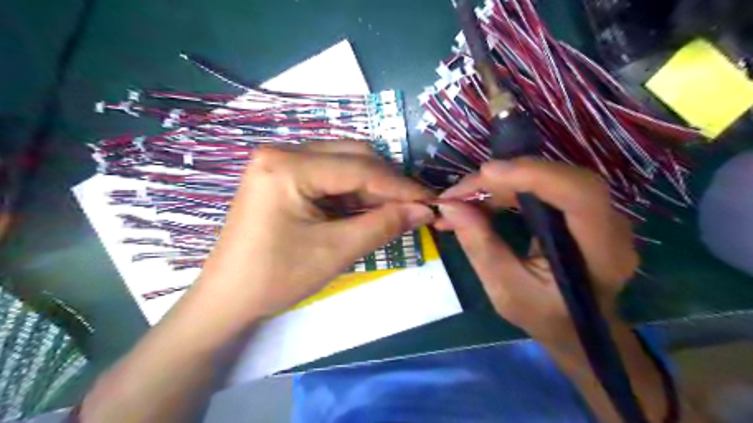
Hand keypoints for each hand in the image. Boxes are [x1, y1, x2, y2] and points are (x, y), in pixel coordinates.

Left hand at [192, 143, 435, 323]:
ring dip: (372, 188)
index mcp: (287, 165)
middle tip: (415, 206)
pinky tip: (368, 210)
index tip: (431, 200)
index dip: (400, 186)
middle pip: (352, 157)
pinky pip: (329, 177)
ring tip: (397, 210)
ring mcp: (281, 163)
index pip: (359, 168)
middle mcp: (283, 152)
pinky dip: (353, 193)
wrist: (228, 299)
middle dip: (387, 183)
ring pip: (343, 165)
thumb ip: (383, 226)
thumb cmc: (276, 277)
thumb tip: (425, 210)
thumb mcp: (335, 251)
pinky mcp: (283, 178)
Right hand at [436, 159, 634, 339]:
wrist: (575, 326)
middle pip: (559, 178)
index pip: (580, 195)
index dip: (535, 176)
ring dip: (500, 183)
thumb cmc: (545, 316)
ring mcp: (596, 212)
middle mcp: (608, 223)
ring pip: (546, 177)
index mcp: (601, 252)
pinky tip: (481, 201)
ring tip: (462, 199)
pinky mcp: (577, 208)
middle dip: (504, 178)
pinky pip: (540, 186)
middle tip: (459, 193)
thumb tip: (450, 205)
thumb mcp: (505, 290)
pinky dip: (506, 189)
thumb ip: (480, 247)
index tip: (486, 174)